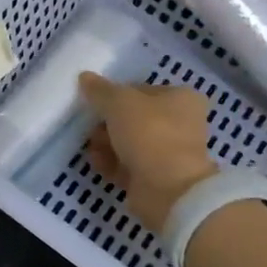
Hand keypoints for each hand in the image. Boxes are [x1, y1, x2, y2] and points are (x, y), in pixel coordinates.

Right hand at [78, 73, 217, 230]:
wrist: (168, 189)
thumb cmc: (149, 133)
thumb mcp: (119, 102)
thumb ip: (100, 90)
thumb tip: (85, 77)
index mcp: (181, 98)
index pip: (141, 89)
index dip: (115, 94)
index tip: (95, 102)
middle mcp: (180, 123)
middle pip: (134, 117)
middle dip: (108, 123)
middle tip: (90, 127)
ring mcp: (169, 153)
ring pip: (130, 142)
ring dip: (107, 143)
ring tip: (91, 147)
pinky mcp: (157, 177)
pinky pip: (128, 165)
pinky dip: (112, 163)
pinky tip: (96, 163)